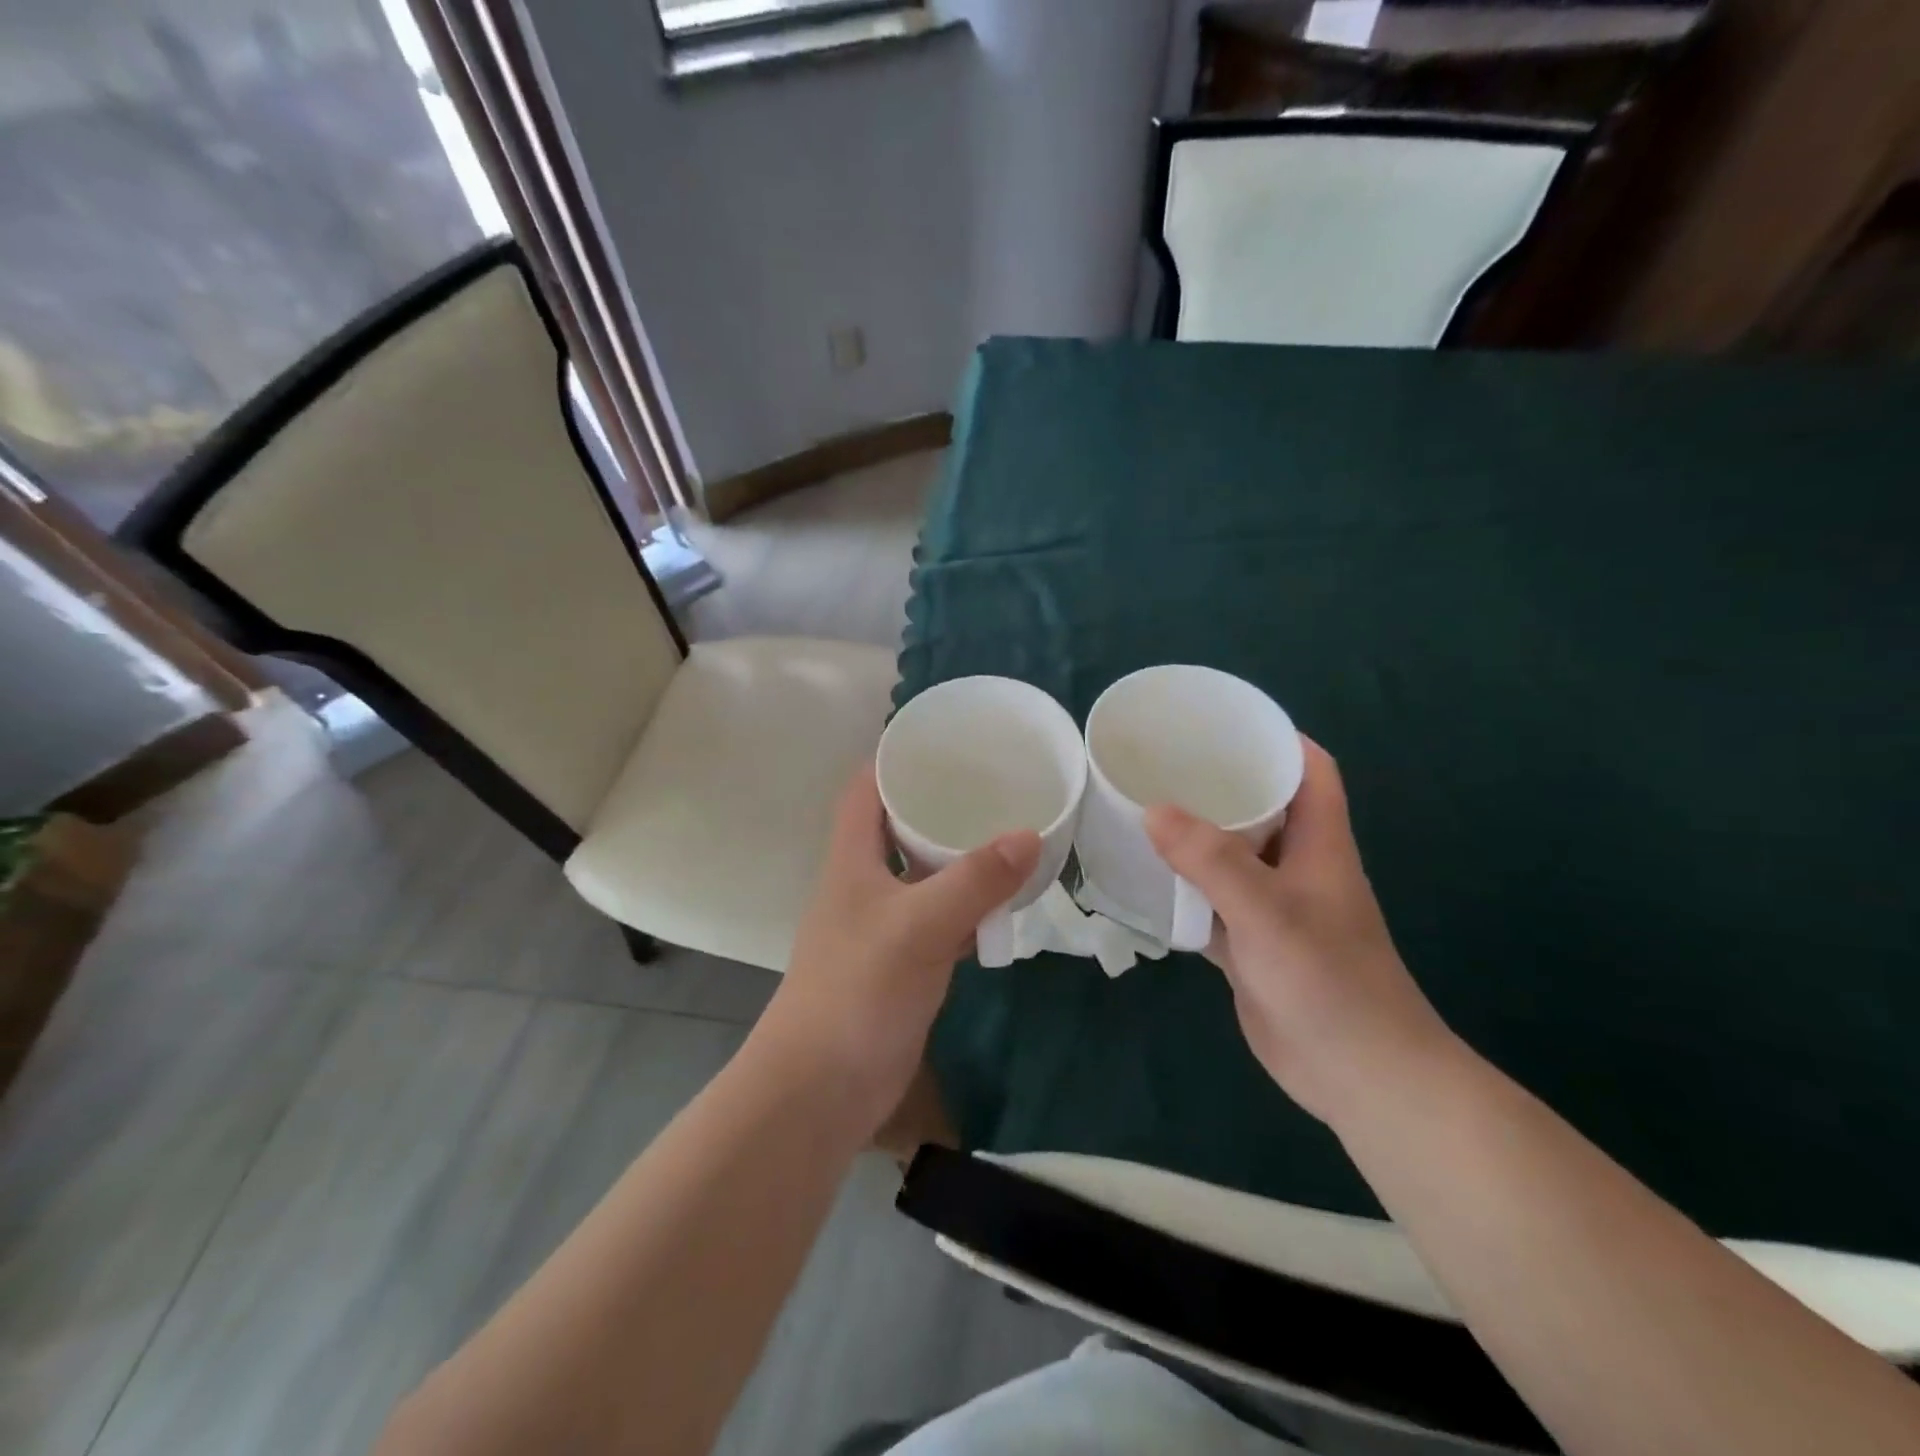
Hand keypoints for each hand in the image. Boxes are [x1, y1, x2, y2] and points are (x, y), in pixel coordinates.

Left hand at [758, 763, 1040, 1131]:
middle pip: (898, 826)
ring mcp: (883, 924)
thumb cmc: (859, 990)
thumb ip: (975, 880)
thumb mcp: (919, 925)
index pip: (866, 789)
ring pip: (923, 874)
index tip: (944, 741)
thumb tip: (1030, 834)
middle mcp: (864, 883)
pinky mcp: (902, 962)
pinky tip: (1004, 903)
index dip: (895, 759)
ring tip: (1008, 831)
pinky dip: (968, 908)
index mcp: (852, 858)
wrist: (822, 1087)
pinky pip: (940, 919)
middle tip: (993, 784)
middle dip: (939, 804)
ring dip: (958, 857)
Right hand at [1145, 737, 1456, 1122]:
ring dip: (1194, 838)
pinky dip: (1182, 891)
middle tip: (1162, 764)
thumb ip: (1212, 861)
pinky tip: (1143, 881)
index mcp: (1319, 845)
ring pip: (1230, 857)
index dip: (1278, 739)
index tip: (1225, 722)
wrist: (1359, 1077)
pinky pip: (1211, 903)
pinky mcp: (1251, 944)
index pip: (1310, 771)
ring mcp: (1272, 908)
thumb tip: (1152, 810)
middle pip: (1262, 809)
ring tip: (1142, 809)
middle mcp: (1297, 867)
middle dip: (1218, 784)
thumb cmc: (1329, 981)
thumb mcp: (1269, 913)